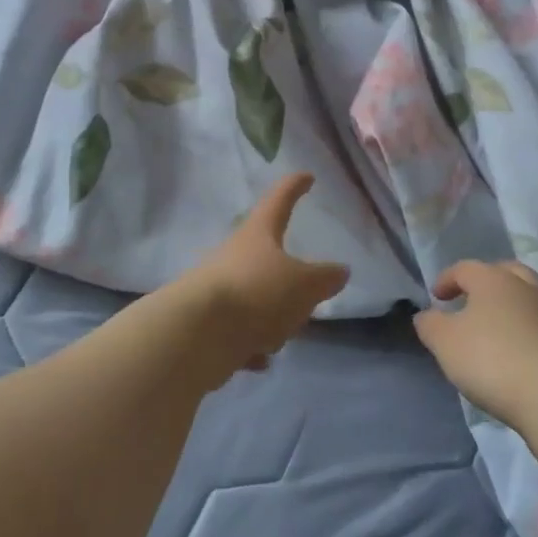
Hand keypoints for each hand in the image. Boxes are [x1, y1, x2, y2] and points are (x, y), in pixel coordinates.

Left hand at [177, 173, 348, 382]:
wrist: (197, 334)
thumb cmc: (257, 293)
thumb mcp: (304, 285)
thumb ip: (325, 278)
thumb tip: (340, 271)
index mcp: (258, 235)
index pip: (279, 201)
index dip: (294, 187)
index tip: (306, 176)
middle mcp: (234, 256)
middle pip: (265, 257)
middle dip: (286, 278)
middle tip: (303, 296)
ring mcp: (218, 289)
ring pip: (254, 299)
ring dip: (269, 318)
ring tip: (278, 336)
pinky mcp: (207, 323)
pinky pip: (238, 333)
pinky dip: (250, 345)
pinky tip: (259, 360)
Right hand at [414, 260, 537, 427]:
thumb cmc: (493, 360)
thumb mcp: (445, 343)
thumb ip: (431, 325)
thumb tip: (427, 315)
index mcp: (493, 280)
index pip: (466, 268)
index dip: (448, 279)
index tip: (437, 297)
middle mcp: (526, 288)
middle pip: (505, 272)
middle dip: (486, 282)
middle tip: (472, 300)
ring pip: (528, 298)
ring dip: (510, 307)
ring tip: (495, 331)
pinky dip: (527, 332)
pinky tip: (518, 354)